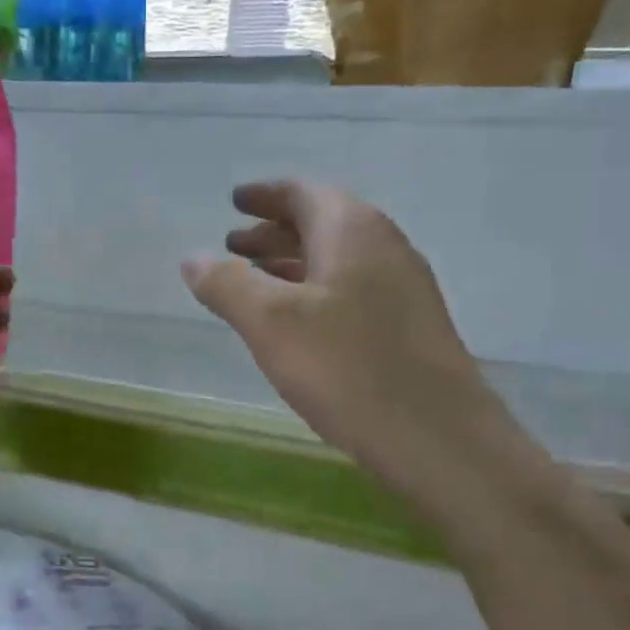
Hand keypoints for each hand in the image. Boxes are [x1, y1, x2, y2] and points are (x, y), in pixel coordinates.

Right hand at [181, 182, 484, 481]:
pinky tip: (298, 325)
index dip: (264, 196)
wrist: (436, 435)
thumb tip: (193, 258)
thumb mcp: (271, 323)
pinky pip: (352, 290)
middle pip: (321, 224)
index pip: (303, 193)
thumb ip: (227, 285)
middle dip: (274, 232)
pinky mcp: (410, 327)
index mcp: (352, 230)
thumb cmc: (346, 368)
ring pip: (337, 260)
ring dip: (293, 263)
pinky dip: (316, 292)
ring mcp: (404, 288)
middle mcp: (384, 247)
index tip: (234, 201)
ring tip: (256, 282)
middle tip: (234, 246)